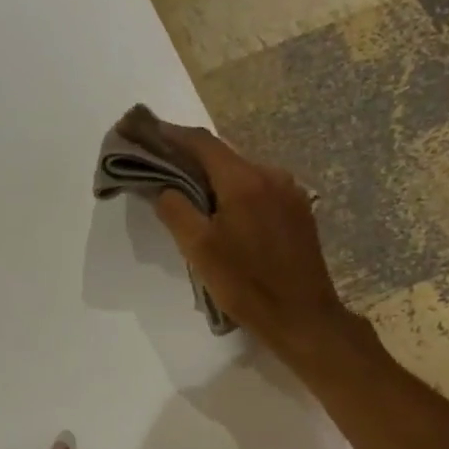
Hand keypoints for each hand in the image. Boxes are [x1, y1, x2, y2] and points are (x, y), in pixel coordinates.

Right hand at [148, 122, 355, 361]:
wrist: (302, 316)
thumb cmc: (246, 284)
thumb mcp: (199, 249)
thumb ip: (176, 211)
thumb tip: (165, 188)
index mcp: (244, 180)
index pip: (202, 143)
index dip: (171, 134)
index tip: (147, 131)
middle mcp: (271, 174)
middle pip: (224, 157)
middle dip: (192, 159)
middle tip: (164, 167)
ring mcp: (290, 192)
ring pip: (243, 174)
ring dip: (216, 179)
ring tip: (193, 196)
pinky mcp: (300, 211)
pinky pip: (261, 191)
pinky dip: (237, 194)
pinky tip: (227, 216)